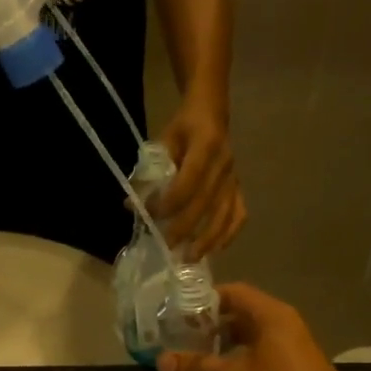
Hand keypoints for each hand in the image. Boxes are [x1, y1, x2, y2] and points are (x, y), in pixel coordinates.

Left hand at [156, 98, 245, 257]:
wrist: (211, 112)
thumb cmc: (183, 128)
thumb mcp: (163, 140)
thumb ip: (149, 171)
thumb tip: (131, 204)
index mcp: (206, 145)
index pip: (188, 182)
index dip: (169, 202)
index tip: (150, 215)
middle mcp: (225, 164)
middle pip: (206, 203)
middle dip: (185, 228)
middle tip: (167, 246)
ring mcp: (235, 178)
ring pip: (225, 214)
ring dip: (207, 239)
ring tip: (190, 258)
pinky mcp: (239, 188)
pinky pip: (238, 215)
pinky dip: (228, 234)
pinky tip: (216, 250)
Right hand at [156, 284, 367, 370]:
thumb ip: (198, 368)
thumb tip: (161, 360)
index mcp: (270, 316)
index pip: (232, 293)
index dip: (203, 301)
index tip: (176, 316)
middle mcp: (282, 326)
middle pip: (240, 316)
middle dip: (209, 328)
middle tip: (178, 341)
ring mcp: (290, 351)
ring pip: (249, 340)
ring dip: (222, 349)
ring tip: (193, 363)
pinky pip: (259, 360)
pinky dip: (237, 366)